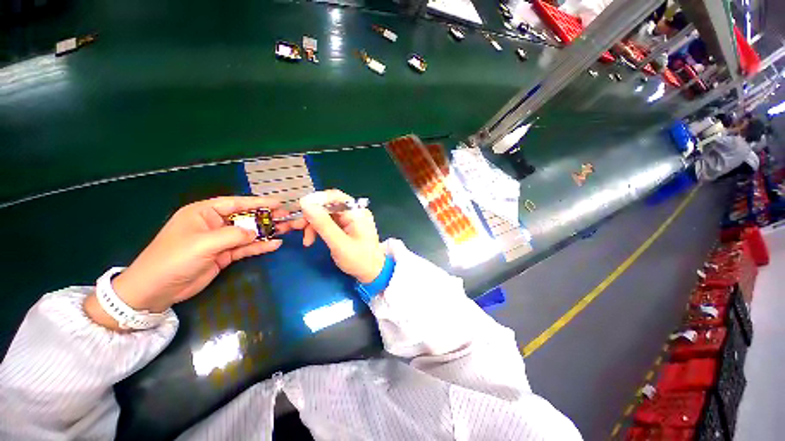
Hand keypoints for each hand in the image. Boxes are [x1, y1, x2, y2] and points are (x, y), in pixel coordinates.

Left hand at [85, 197, 298, 329]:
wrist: (156, 290)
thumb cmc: (174, 259)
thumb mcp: (203, 243)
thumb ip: (233, 235)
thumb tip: (255, 232)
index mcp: (204, 213)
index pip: (236, 203)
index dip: (258, 202)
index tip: (278, 203)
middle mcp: (214, 224)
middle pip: (245, 217)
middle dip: (266, 217)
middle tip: (287, 217)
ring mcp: (219, 240)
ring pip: (248, 233)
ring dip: (266, 232)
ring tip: (286, 229)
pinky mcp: (223, 255)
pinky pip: (246, 248)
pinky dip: (259, 246)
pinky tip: (274, 244)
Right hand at [299, 190, 385, 283]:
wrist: (372, 273)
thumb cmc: (359, 260)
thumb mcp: (339, 243)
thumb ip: (323, 224)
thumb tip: (305, 203)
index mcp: (357, 212)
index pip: (335, 196)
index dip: (316, 199)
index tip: (300, 209)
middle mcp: (354, 212)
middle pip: (328, 205)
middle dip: (311, 215)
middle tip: (296, 226)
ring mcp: (350, 219)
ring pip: (326, 214)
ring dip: (313, 224)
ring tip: (306, 240)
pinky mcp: (346, 227)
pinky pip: (328, 222)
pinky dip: (318, 229)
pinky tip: (311, 240)